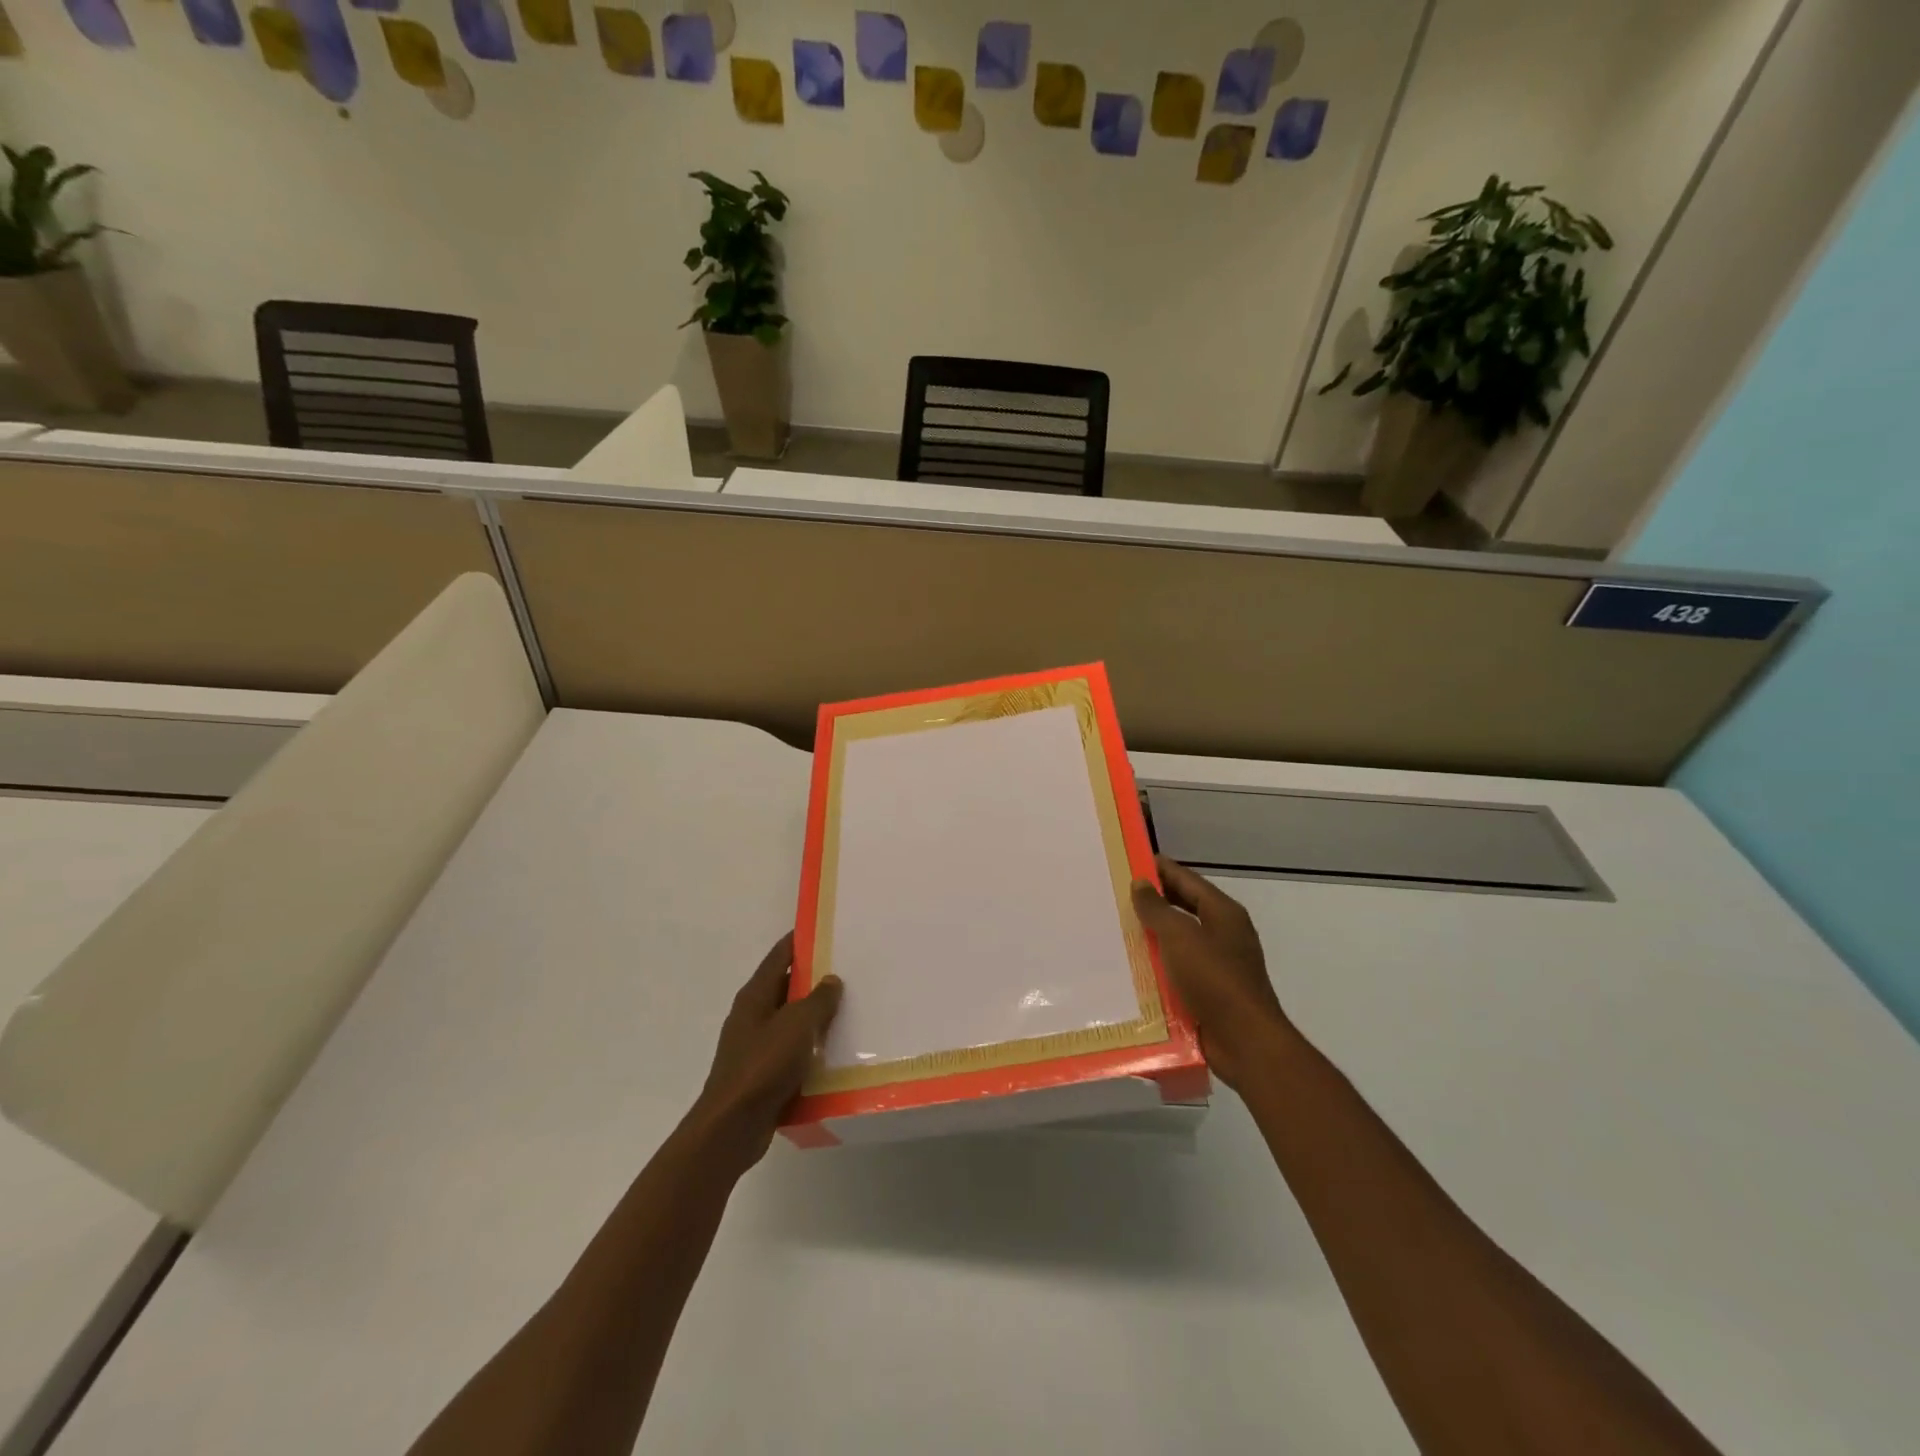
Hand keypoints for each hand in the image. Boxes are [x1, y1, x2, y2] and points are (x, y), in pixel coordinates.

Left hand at [690, 932, 842, 1170]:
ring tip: (852, 1010)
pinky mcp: (763, 1075)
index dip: (800, 941)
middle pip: (786, 988)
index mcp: (754, 996)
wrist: (732, 1128)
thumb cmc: (763, 1066)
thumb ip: (818, 1000)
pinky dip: (811, 1049)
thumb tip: (831, 980)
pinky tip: (836, 1053)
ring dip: (816, 1018)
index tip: (826, 929)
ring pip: (791, 1022)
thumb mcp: (797, 1025)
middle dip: (815, 980)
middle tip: (850, 971)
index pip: (780, 956)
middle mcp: (752, 1016)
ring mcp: (756, 1047)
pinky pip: (793, 1053)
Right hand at [1131, 856, 1289, 1091]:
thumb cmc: (1214, 979)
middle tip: (1114, 894)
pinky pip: (1178, 970)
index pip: (1186, 878)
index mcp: (1223, 913)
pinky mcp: (1209, 992)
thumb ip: (1158, 908)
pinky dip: (1157, 966)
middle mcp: (1223, 934)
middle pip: (1183, 907)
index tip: (1127, 860)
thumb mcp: (1180, 936)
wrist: (1245, 1041)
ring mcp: (1218, 964)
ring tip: (1115, 928)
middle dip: (1152, 901)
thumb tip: (1141, 883)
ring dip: (1151, 935)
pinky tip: (1131, 967)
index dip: (1158, 868)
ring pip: (1178, 940)